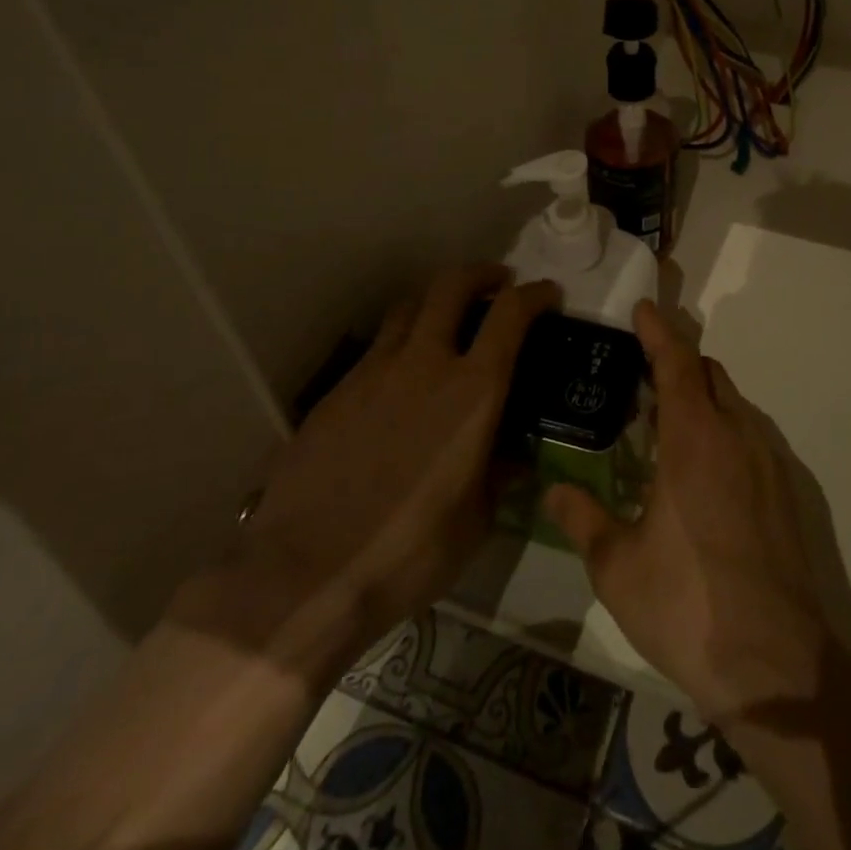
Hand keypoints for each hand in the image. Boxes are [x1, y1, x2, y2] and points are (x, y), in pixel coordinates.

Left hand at [238, 265, 557, 648]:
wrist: (303, 575)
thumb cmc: (407, 554)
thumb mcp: (475, 523)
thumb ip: (497, 477)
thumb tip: (512, 460)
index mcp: (472, 392)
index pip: (510, 315)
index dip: (534, 294)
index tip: (547, 293)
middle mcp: (425, 364)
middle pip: (452, 285)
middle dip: (482, 274)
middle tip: (497, 284)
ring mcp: (374, 372)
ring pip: (409, 307)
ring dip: (437, 301)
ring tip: (447, 320)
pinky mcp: (336, 392)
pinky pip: (376, 347)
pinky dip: (400, 342)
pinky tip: (400, 377)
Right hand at [544, 300, 829, 720]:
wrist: (776, 665)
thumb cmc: (687, 605)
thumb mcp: (617, 566)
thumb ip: (582, 518)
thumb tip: (552, 489)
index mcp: (695, 439)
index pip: (677, 363)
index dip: (659, 331)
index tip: (642, 308)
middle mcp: (736, 436)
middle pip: (709, 374)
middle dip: (678, 361)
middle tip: (643, 371)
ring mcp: (766, 462)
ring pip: (733, 403)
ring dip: (701, 395)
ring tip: (666, 421)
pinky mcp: (783, 491)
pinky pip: (748, 434)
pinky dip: (722, 426)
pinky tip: (701, 467)